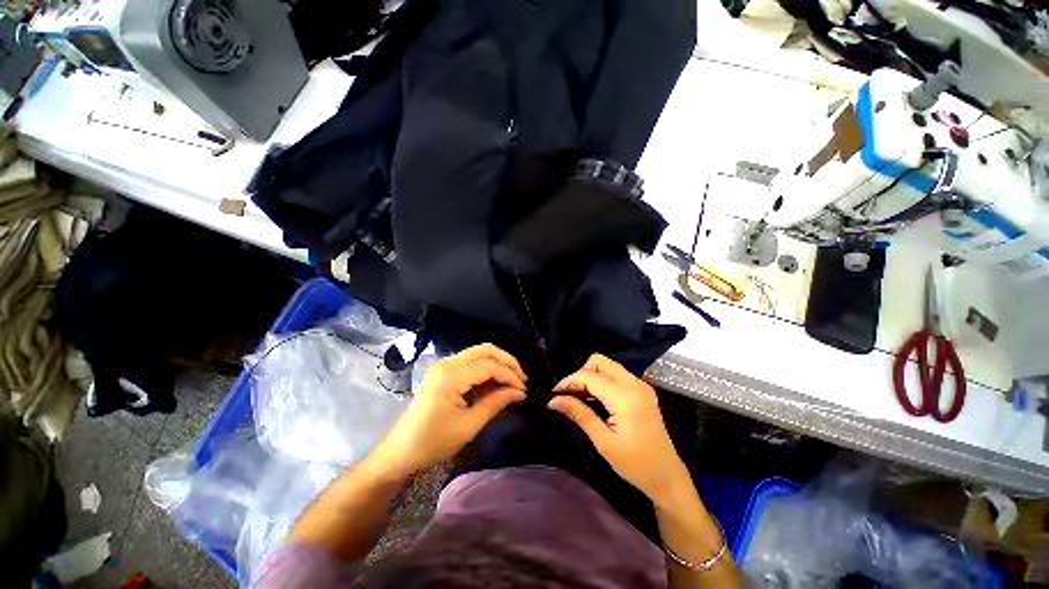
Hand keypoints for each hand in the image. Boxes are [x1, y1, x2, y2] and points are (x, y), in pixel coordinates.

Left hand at [367, 344, 526, 479]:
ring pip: (478, 354)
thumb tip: (519, 392)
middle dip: (506, 361)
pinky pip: (469, 363)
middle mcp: (447, 363)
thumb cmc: (433, 442)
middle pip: (485, 350)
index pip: (489, 366)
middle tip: (521, 378)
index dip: (509, 376)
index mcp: (451, 376)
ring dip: (496, 364)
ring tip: (510, 382)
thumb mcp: (469, 425)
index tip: (523, 390)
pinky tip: (493, 385)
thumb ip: (495, 403)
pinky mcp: (443, 371)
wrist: (400, 451)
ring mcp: (443, 365)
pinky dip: (485, 370)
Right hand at [549, 354, 688, 504]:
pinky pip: (616, 374)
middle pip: (599, 361)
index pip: (590, 376)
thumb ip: (579, 414)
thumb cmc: (635, 464)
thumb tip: (554, 401)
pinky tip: (596, 398)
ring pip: (608, 365)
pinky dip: (602, 380)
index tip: (554, 394)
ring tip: (580, 397)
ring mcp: (641, 385)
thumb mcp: (603, 442)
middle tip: (570, 395)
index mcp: (626, 397)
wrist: (667, 476)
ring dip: (591, 375)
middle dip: (581, 373)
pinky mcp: (642, 390)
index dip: (569, 381)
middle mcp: (634, 384)